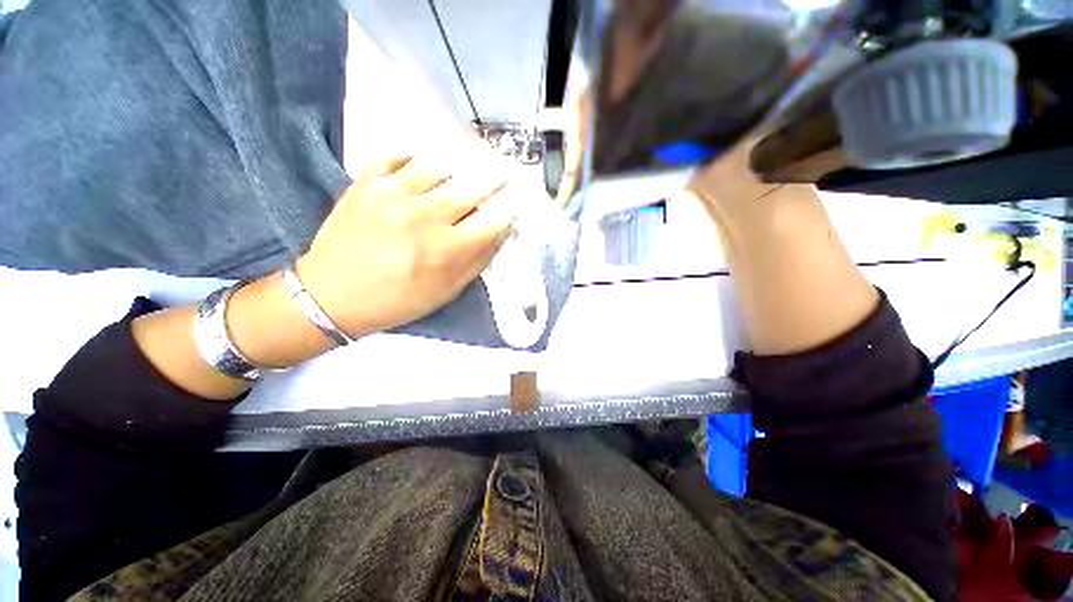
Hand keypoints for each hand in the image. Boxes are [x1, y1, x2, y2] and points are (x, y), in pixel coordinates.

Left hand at [296, 150, 519, 337]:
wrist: (332, 296)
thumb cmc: (398, 300)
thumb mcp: (447, 291)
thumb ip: (477, 261)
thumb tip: (499, 233)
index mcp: (448, 250)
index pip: (493, 220)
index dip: (512, 207)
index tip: (521, 199)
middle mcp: (425, 217)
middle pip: (472, 187)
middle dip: (497, 176)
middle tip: (507, 168)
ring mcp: (393, 195)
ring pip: (438, 164)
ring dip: (459, 163)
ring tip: (466, 163)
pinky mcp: (365, 184)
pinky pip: (396, 156)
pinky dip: (413, 155)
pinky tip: (422, 163)